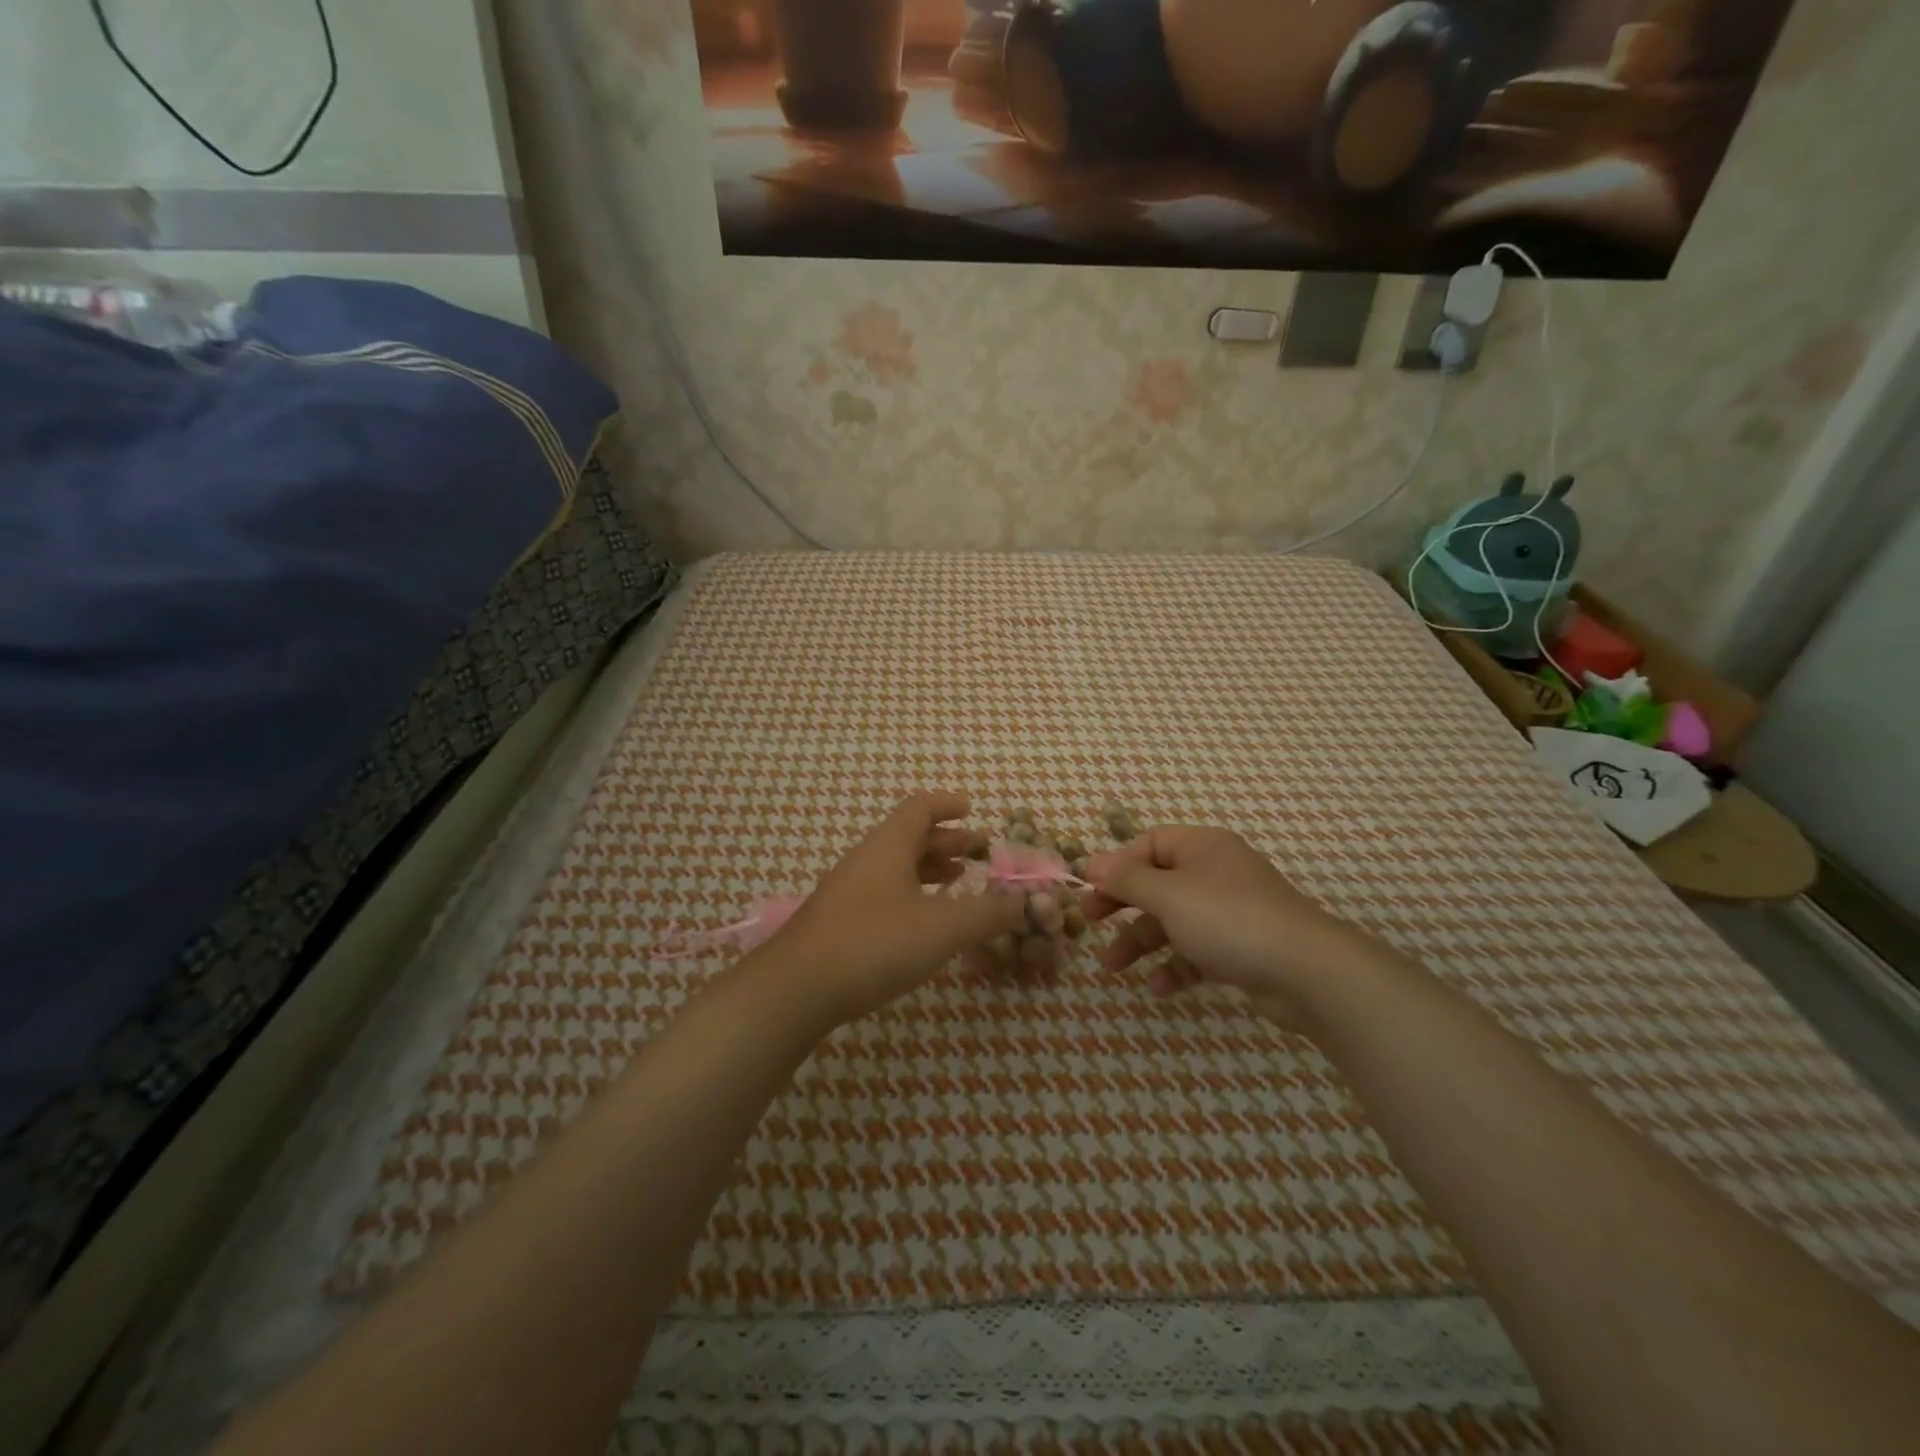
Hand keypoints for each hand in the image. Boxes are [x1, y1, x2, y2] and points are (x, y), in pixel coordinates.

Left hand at [774, 793, 1027, 1022]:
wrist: (796, 989)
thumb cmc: (874, 944)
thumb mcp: (943, 928)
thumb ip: (988, 914)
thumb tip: (1027, 903)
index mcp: (888, 846)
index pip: (920, 808)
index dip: (948, 805)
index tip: (972, 809)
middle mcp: (866, 860)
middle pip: (909, 836)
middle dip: (946, 841)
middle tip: (978, 852)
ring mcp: (848, 891)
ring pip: (895, 866)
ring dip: (929, 868)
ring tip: (958, 881)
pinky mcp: (839, 922)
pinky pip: (883, 892)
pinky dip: (911, 894)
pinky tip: (923, 921)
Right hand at [1084, 826, 1361, 1025]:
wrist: (1307, 971)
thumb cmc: (1228, 919)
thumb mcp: (1168, 895)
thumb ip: (1127, 879)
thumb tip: (1091, 862)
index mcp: (1201, 847)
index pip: (1148, 844)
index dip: (1117, 865)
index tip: (1089, 890)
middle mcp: (1215, 873)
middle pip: (1157, 882)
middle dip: (1123, 905)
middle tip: (1090, 922)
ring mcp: (1230, 912)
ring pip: (1173, 920)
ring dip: (1141, 941)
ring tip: (1113, 968)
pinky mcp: (1241, 948)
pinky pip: (1197, 950)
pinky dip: (1176, 965)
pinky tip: (1160, 988)